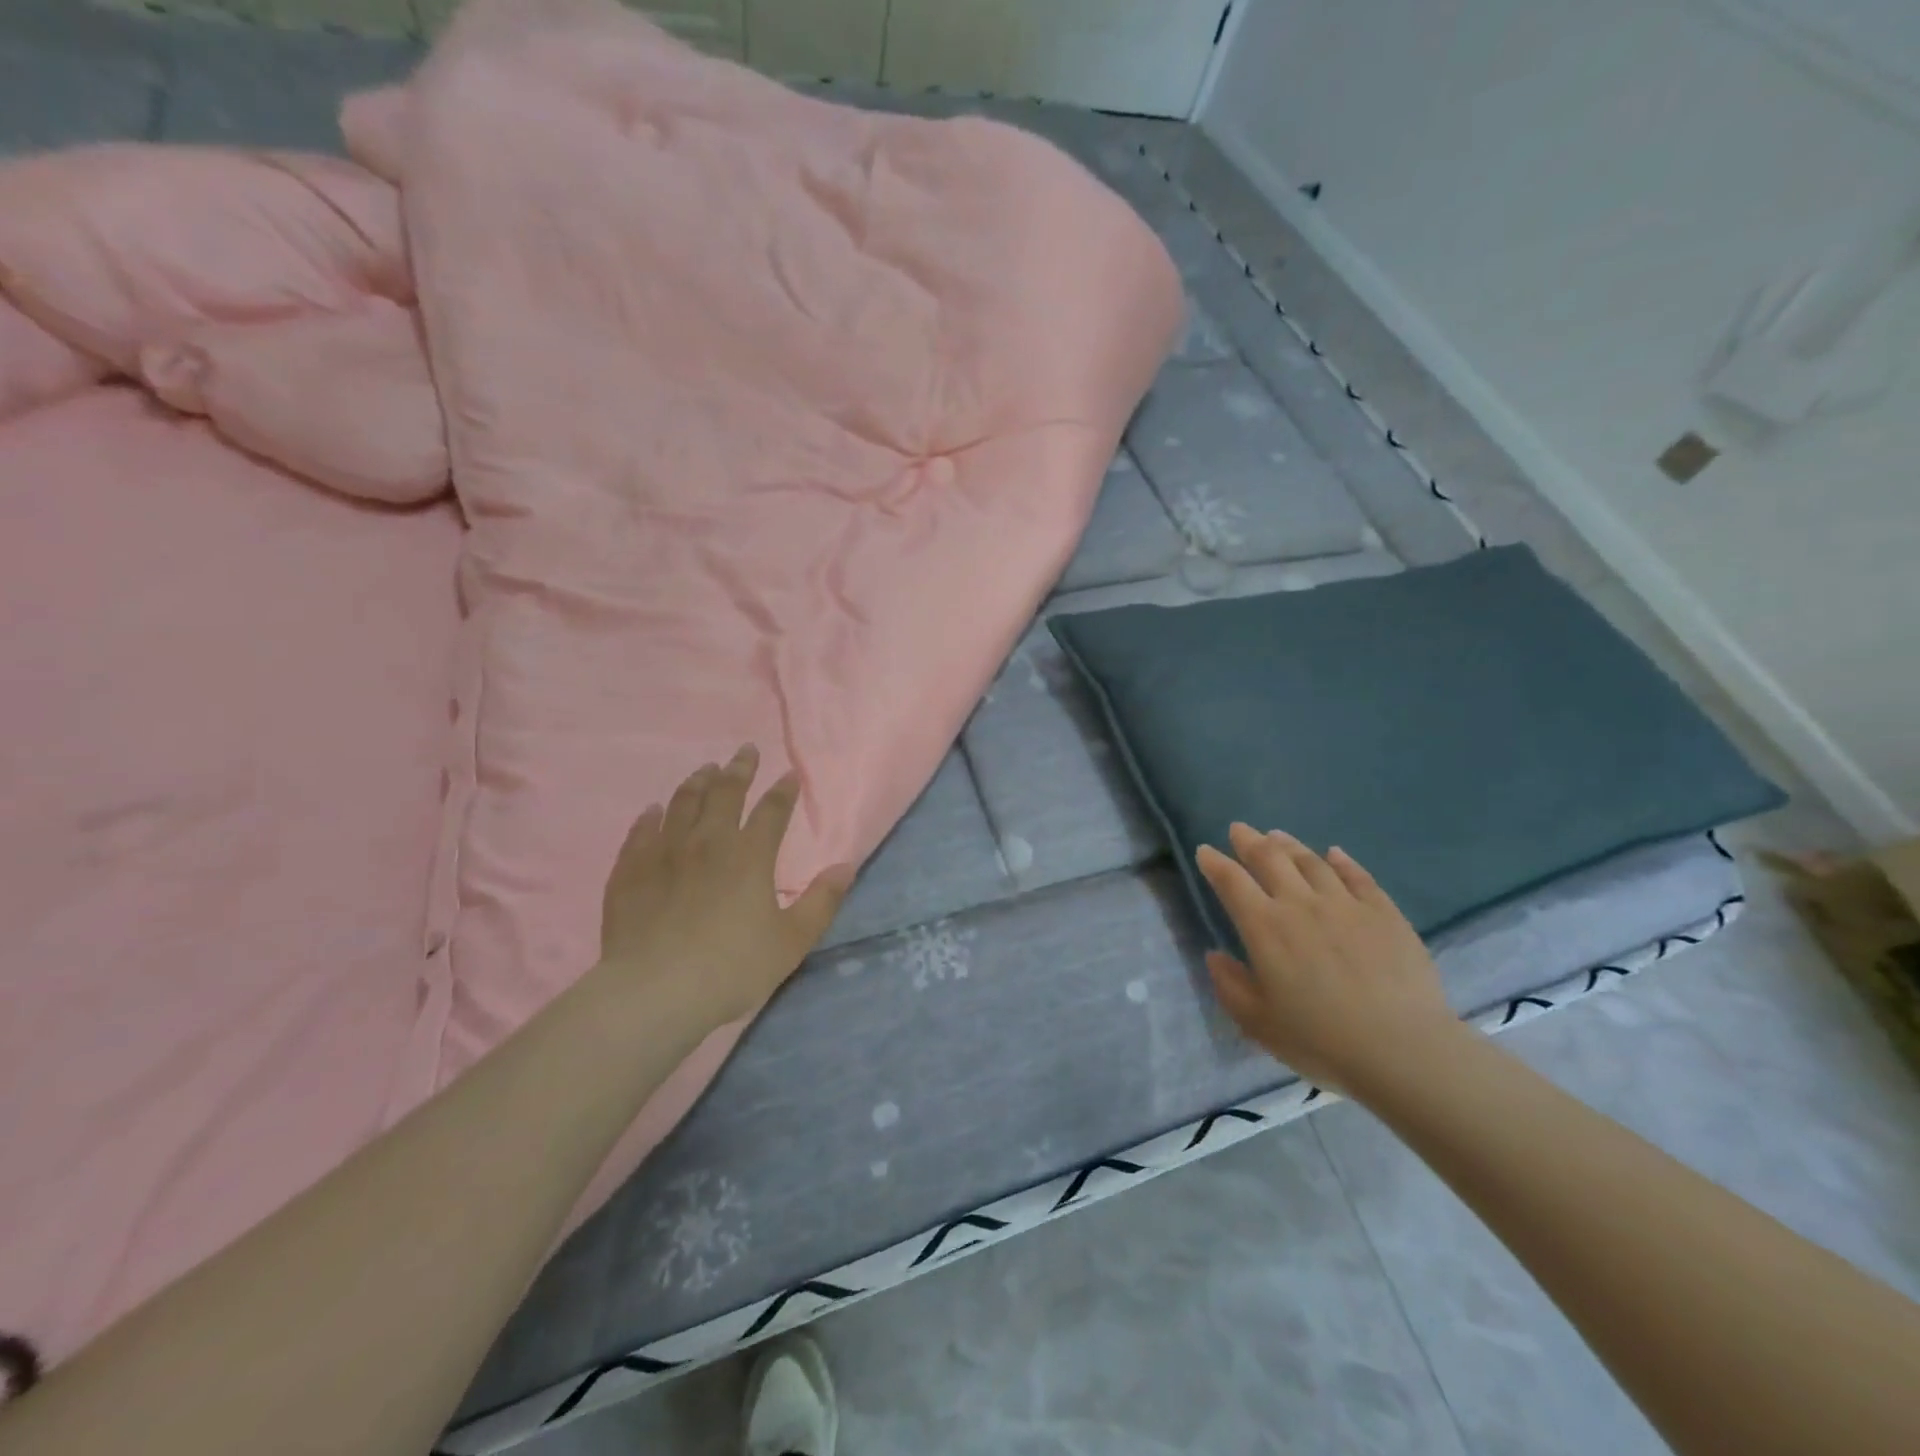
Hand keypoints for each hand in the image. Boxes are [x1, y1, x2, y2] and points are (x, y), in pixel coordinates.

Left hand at [599, 745, 853, 1028]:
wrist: (655, 992)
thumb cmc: (732, 968)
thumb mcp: (791, 941)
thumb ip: (822, 901)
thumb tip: (846, 866)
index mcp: (750, 857)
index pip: (772, 811)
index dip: (784, 791)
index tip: (790, 775)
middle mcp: (708, 843)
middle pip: (725, 794)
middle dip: (739, 770)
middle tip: (745, 751)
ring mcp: (664, 854)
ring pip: (682, 804)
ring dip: (697, 782)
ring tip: (705, 770)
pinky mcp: (630, 872)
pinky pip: (640, 832)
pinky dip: (650, 817)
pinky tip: (653, 810)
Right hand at [1196, 824, 1458, 1097]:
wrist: (1403, 1050)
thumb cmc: (1321, 1040)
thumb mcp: (1258, 1023)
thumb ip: (1230, 985)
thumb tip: (1214, 955)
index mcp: (1264, 928)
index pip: (1231, 882)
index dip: (1215, 863)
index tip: (1205, 851)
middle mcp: (1301, 904)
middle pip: (1270, 859)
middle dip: (1249, 841)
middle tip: (1239, 830)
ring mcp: (1346, 905)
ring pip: (1311, 862)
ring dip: (1289, 845)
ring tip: (1276, 835)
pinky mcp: (1384, 913)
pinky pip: (1358, 876)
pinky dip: (1341, 861)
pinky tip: (1334, 853)